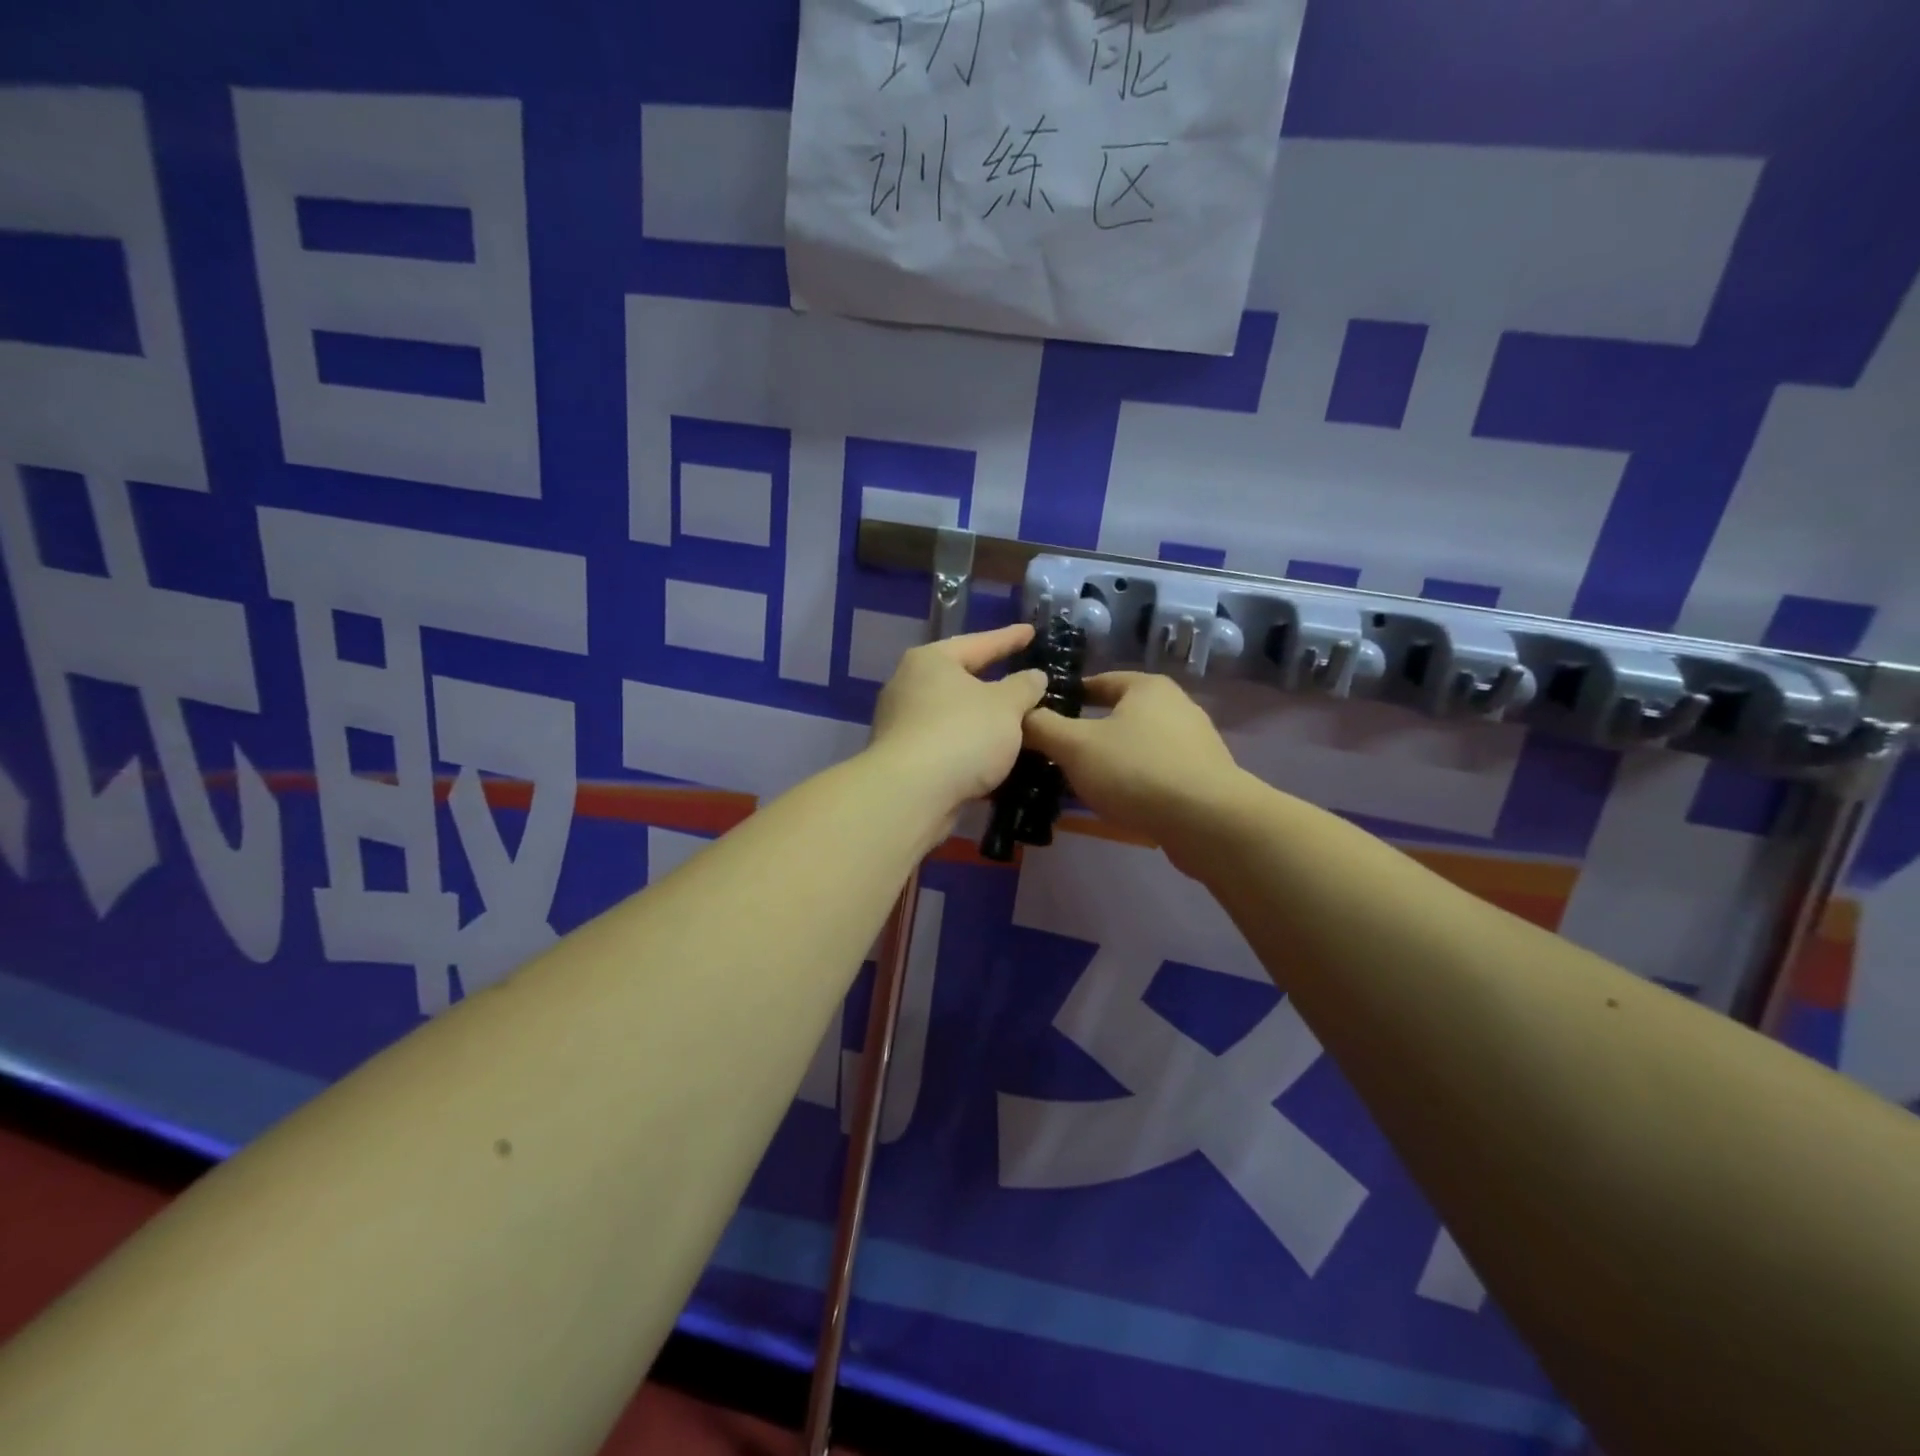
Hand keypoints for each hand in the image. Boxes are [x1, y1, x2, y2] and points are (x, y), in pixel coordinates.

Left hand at [867, 623, 1048, 821]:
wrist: (910, 795)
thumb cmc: (961, 735)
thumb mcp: (1006, 706)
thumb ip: (1024, 687)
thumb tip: (1033, 677)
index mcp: (931, 661)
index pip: (979, 643)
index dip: (1009, 638)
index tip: (1031, 632)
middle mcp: (909, 686)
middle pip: (961, 679)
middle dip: (992, 683)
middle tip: (1023, 681)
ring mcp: (902, 724)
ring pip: (954, 716)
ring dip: (982, 721)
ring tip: (1015, 724)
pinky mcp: (903, 759)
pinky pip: (947, 745)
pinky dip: (970, 748)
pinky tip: (993, 758)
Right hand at [1022, 672, 1243, 845]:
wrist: (1208, 821)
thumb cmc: (1136, 770)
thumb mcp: (1075, 746)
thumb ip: (1042, 727)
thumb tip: (1020, 715)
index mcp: (1147, 687)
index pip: (1099, 681)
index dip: (1069, 696)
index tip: (1044, 716)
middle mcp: (1176, 706)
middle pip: (1119, 714)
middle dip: (1088, 733)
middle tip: (1057, 753)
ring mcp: (1194, 743)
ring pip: (1138, 746)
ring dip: (1111, 760)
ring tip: (1083, 782)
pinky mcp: (1203, 778)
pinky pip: (1156, 773)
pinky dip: (1134, 782)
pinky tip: (1118, 802)